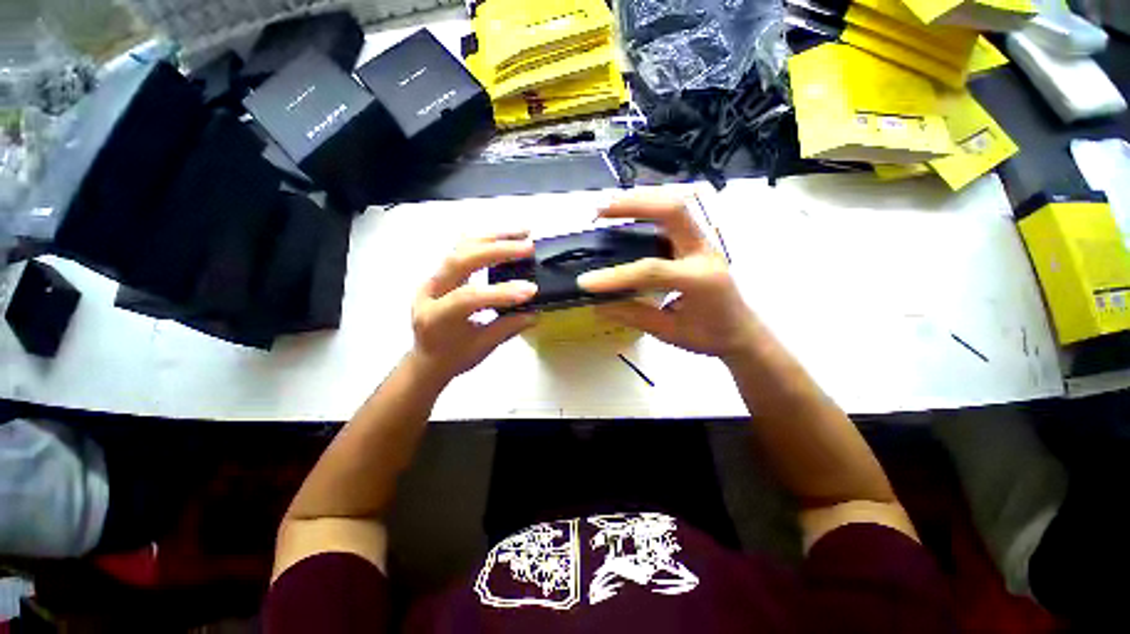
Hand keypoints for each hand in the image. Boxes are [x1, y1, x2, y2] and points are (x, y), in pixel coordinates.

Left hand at [410, 231, 537, 382]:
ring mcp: (433, 278)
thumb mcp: (482, 347)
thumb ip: (508, 327)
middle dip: (497, 251)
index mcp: (436, 317)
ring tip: (522, 232)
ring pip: (460, 247)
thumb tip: (535, 311)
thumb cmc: (453, 357)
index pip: (468, 297)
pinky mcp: (441, 272)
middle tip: (528, 247)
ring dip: (493, 237)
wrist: (427, 358)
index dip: (501, 292)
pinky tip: (503, 235)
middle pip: (460, 260)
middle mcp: (430, 291)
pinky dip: (485, 239)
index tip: (531, 290)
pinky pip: (461, 248)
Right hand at [577, 196, 759, 360]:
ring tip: (608, 209)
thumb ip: (634, 316)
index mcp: (701, 280)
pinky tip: (628, 216)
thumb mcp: (669, 332)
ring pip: (675, 205)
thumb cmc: (709, 336)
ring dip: (640, 201)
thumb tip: (598, 305)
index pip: (652, 270)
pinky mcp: (697, 241)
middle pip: (674, 210)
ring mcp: (704, 242)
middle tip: (599, 212)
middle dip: (634, 205)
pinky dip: (648, 209)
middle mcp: (705, 252)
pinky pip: (673, 215)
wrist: (741, 331)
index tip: (585, 282)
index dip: (617, 276)